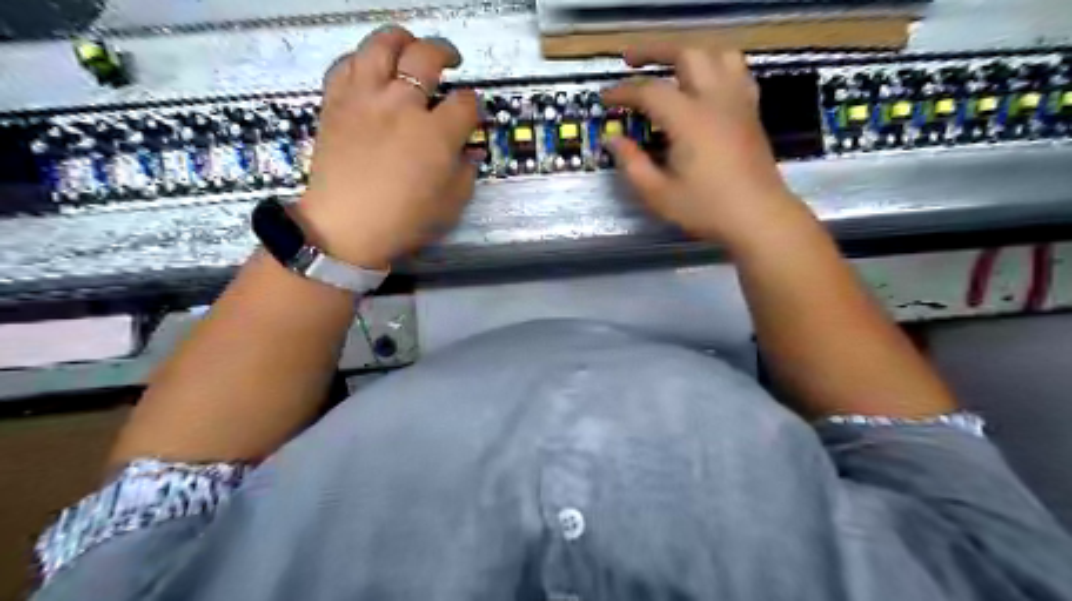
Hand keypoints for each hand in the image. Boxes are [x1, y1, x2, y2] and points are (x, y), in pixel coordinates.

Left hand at [293, 27, 475, 266]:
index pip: (465, 102)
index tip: (471, 113)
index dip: (473, 106)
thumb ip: (466, 172)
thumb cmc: (404, 221)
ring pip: (382, 44)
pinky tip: (371, 68)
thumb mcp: (451, 204)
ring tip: (410, 45)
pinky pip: (347, 63)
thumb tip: (469, 151)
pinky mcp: (336, 101)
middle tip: (451, 60)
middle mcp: (402, 105)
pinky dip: (362, 58)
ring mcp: (365, 98)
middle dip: (446, 53)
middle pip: (427, 56)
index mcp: (435, 134)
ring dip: (402, 39)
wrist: (346, 227)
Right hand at [607, 46, 808, 250]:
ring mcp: (738, 101)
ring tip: (669, 64)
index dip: (623, 92)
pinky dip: (716, 65)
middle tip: (630, 59)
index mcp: (689, 119)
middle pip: (686, 52)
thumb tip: (613, 140)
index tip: (605, 98)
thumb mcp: (658, 194)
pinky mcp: (751, 110)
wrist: (758, 217)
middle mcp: (715, 99)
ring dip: (689, 51)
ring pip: (717, 53)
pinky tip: (705, 81)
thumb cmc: (706, 209)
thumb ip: (632, 164)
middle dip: (654, 50)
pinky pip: (737, 71)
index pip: (650, 91)